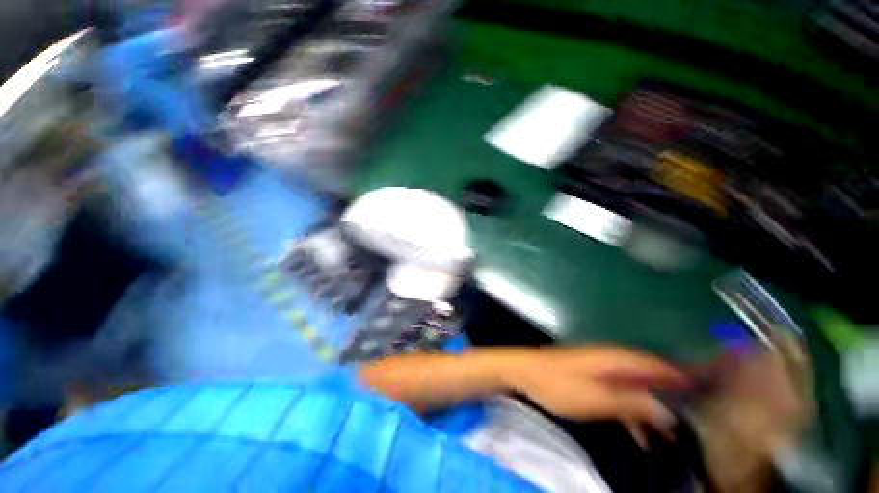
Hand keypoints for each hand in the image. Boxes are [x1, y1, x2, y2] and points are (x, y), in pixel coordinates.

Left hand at [504, 347, 689, 445]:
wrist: (525, 373)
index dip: (678, 376)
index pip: (654, 364)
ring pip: (633, 391)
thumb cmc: (559, 384)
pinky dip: (631, 415)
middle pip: (647, 378)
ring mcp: (599, 371)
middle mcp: (610, 362)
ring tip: (671, 438)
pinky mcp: (589, 381)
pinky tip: (641, 438)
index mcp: (614, 360)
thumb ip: (631, 402)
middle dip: (669, 400)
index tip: (702, 392)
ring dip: (651, 413)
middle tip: (692, 422)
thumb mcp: (597, 398)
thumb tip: (666, 409)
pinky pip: (617, 397)